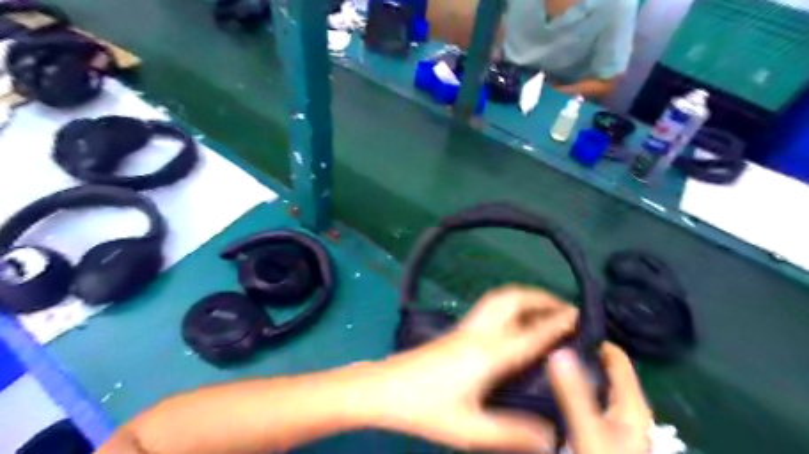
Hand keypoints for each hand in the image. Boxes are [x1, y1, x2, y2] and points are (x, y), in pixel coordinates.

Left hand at [364, 286, 577, 452]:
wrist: (384, 388)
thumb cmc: (425, 408)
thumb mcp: (469, 429)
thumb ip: (511, 433)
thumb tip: (550, 438)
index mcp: (488, 354)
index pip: (531, 333)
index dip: (558, 322)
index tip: (580, 315)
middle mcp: (479, 332)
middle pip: (514, 300)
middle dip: (542, 298)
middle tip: (566, 308)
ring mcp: (465, 327)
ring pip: (500, 298)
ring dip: (525, 296)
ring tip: (545, 307)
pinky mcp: (457, 329)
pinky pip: (490, 306)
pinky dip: (510, 303)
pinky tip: (514, 318)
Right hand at [546, 344, 652, 453]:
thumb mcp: (590, 433)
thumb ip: (575, 394)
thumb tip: (559, 350)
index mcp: (631, 404)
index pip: (616, 357)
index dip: (593, 337)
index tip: (561, 324)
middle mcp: (625, 408)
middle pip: (603, 369)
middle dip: (577, 353)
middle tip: (545, 341)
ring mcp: (614, 423)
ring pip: (594, 385)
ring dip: (572, 371)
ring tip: (541, 359)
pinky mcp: (602, 434)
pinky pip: (586, 401)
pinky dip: (571, 390)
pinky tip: (548, 390)